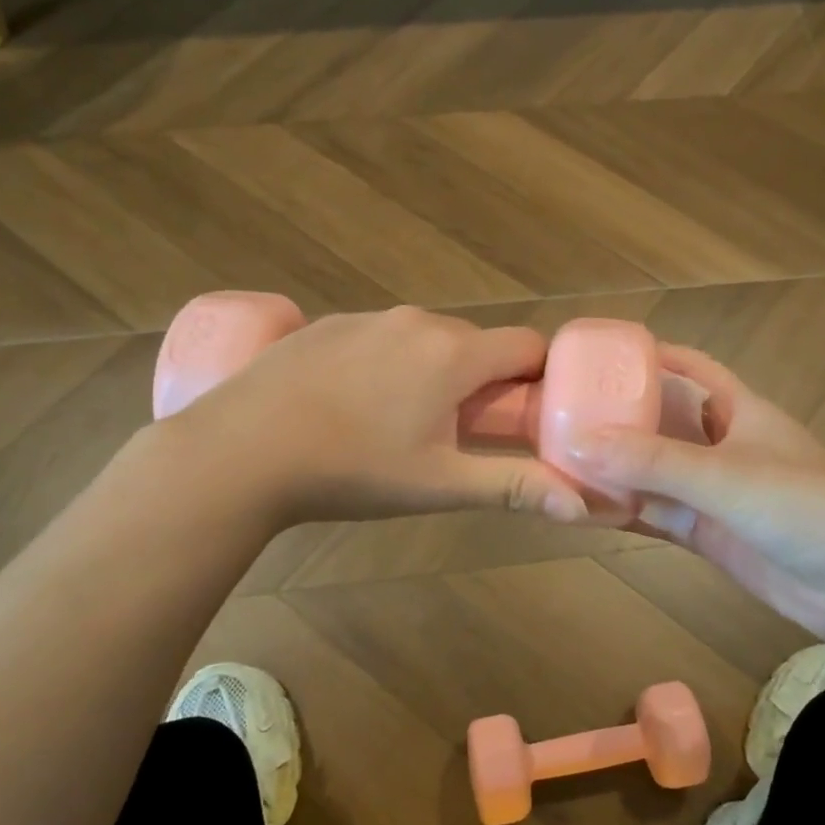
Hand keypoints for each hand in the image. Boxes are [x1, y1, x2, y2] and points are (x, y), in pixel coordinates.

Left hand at [164, 305, 590, 525]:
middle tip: (460, 432)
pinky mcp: (324, 324)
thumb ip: (514, 488)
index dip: (536, 377)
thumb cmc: (353, 469)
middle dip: (481, 380)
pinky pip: (378, 337)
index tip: (525, 414)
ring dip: (431, 371)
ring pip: (424, 339)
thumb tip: (583, 508)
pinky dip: (385, 362)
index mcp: (454, 354)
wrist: (241, 451)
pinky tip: (351, 405)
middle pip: (475, 343)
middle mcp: (416, 321)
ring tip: (399, 422)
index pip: (526, 345)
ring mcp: (365, 317)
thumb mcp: (439, 484)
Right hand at [565, 345, 824, 648]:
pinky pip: (657, 515)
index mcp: (738, 408)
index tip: (595, 357)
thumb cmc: (805, 506)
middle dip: (617, 417)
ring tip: (557, 460)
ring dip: (614, 469)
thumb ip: (651, 461)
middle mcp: (722, 444)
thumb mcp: (725, 474)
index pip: (689, 368)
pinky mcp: (709, 535)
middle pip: (661, 421)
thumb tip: (575, 442)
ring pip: (653, 472)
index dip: (648, 357)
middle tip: (558, 414)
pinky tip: (583, 510)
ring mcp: (714, 493)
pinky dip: (625, 511)